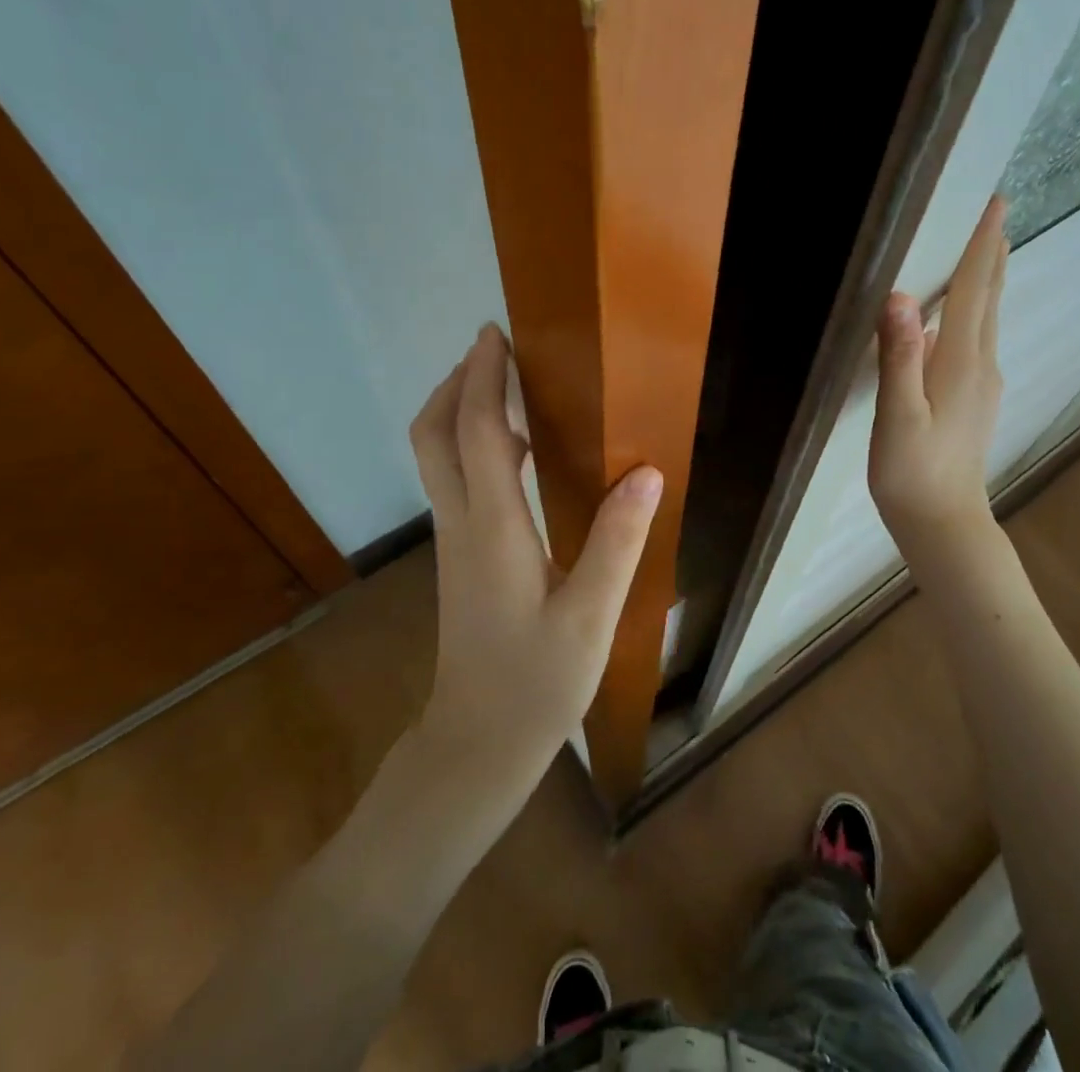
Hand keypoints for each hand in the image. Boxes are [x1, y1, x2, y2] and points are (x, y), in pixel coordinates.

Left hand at [408, 324, 662, 792]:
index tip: (496, 334)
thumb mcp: (590, 618)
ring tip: (505, 385)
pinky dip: (470, 442)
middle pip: (434, 434)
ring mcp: (453, 539)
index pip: (479, 434)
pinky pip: (453, 477)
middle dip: (458, 383)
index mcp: (493, 529)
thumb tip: (644, 472)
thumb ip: (617, 543)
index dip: (485, 379)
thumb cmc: (536, 684)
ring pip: (436, 455)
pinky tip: (515, 452)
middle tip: (494, 350)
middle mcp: (462, 523)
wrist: (476, 744)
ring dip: (460, 409)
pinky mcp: (459, 554)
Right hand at [869, 195, 1009, 554]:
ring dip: (985, 280)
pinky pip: (974, 339)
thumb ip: (901, 357)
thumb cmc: (913, 473)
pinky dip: (972, 311)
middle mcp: (979, 365)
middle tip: (993, 213)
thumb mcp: (898, 417)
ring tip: (981, 249)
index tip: (994, 204)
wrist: (943, 524)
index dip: (981, 246)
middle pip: (988, 298)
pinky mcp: (973, 398)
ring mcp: (981, 383)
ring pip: (984, 319)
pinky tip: (955, 315)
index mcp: (961, 362)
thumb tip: (901, 297)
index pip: (974, 290)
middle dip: (991, 254)